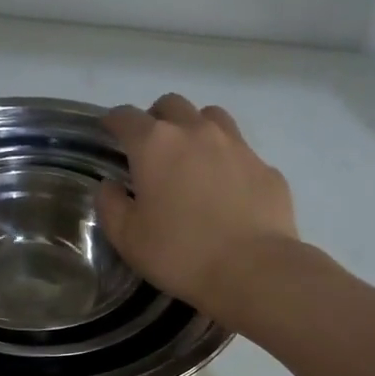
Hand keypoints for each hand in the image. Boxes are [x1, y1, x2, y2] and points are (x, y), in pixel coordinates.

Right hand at [99, 94, 297, 325]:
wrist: (254, 270)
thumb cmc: (180, 253)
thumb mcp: (128, 238)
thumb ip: (110, 205)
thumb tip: (110, 186)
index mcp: (155, 145)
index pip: (125, 117)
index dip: (113, 121)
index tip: (109, 131)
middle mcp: (196, 132)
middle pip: (171, 105)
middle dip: (156, 118)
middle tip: (151, 146)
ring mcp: (236, 145)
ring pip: (211, 116)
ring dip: (195, 127)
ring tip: (191, 156)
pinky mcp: (265, 167)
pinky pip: (240, 150)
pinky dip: (226, 159)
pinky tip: (226, 188)